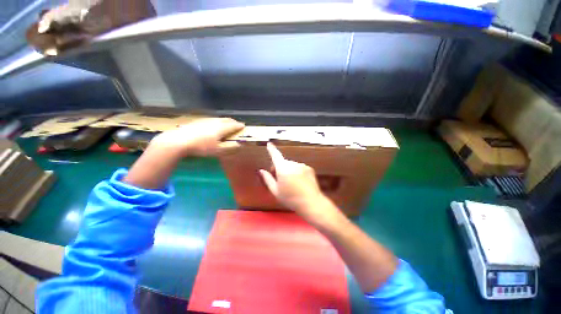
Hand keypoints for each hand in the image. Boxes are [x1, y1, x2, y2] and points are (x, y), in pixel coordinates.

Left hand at [149, 118, 244, 157]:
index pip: (234, 125)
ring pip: (218, 119)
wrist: (179, 141)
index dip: (239, 126)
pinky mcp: (198, 121)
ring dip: (225, 121)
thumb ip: (230, 148)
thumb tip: (240, 145)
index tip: (243, 126)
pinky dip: (217, 121)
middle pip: (226, 120)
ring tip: (227, 124)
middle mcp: (215, 122)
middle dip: (233, 121)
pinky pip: (211, 119)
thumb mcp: (218, 150)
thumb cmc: (202, 147)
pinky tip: (213, 125)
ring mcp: (206, 120)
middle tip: (236, 124)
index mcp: (222, 128)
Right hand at [260, 143, 339, 224]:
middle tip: (279, 180)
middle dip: (279, 168)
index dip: (271, 149)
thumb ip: (267, 179)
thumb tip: (262, 171)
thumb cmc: (291, 199)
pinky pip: (299, 168)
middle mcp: (293, 164)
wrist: (311, 202)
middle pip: (283, 162)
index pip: (275, 156)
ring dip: (289, 170)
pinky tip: (299, 183)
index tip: (269, 144)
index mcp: (283, 169)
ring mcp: (302, 166)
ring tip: (291, 184)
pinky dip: (297, 172)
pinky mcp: (309, 168)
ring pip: (291, 165)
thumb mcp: (275, 191)